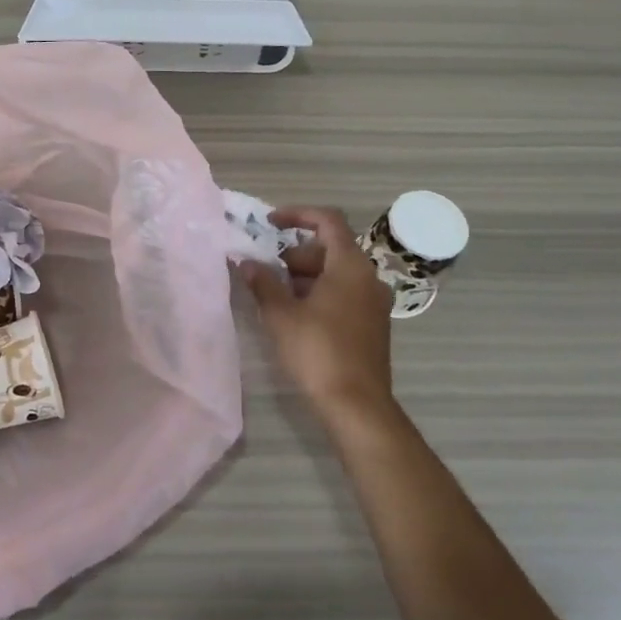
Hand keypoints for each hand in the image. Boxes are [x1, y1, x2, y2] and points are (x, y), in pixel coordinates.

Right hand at [240, 207, 397, 431]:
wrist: (356, 404)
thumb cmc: (318, 351)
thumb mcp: (281, 314)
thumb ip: (263, 282)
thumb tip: (246, 263)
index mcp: (350, 266)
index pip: (328, 220)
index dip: (297, 215)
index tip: (269, 223)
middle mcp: (368, 277)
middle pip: (330, 248)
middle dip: (295, 254)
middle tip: (267, 272)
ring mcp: (374, 302)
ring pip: (336, 273)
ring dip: (305, 276)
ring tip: (276, 296)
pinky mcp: (372, 324)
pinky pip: (344, 293)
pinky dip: (319, 293)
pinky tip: (297, 316)